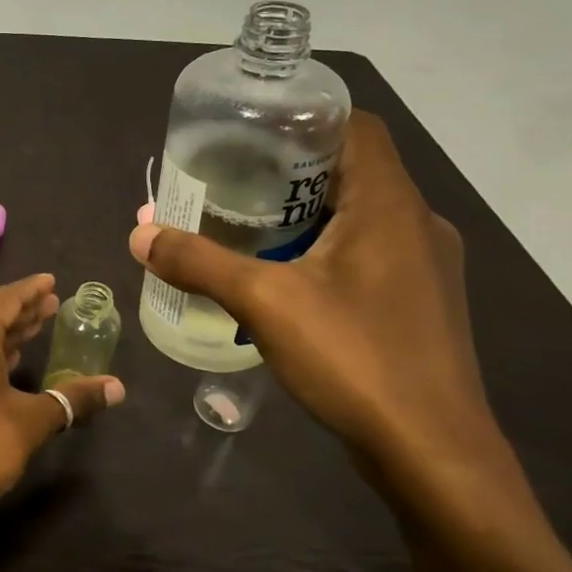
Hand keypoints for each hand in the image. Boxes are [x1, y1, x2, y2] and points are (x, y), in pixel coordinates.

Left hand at [0, 274, 123, 532]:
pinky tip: (8, 363)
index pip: (4, 300)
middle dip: (22, 311)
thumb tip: (117, 387)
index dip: (31, 290)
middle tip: (53, 305)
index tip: (52, 281)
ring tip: (37, 328)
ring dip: (6, 334)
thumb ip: (72, 399)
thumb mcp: (30, 422)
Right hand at [131, 112, 510, 503]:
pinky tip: (284, 282)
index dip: (304, 118)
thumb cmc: (356, 359)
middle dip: (290, 172)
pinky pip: (366, 256)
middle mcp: (417, 224)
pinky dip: (324, 252)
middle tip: (232, 181)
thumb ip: (199, 263)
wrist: (432, 454)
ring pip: (359, 217)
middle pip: (353, 170)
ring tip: (247, 229)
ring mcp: (424, 267)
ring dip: (306, 215)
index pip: (354, 126)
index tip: (250, 131)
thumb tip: (138, 234)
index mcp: (390, 204)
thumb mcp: (265, 303)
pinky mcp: (419, 305)